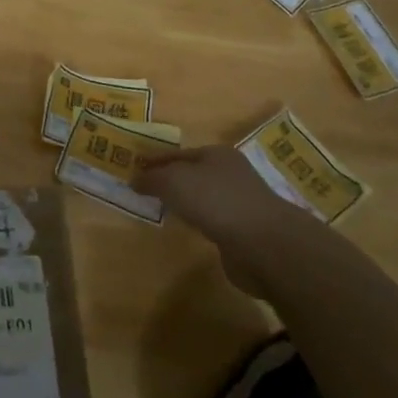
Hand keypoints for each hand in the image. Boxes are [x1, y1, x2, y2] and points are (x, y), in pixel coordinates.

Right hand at [139, 144, 334, 298]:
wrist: (265, 244)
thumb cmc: (216, 200)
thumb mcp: (173, 181)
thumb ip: (151, 179)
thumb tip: (134, 180)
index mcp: (216, 154)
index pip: (177, 153)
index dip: (154, 161)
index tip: (132, 171)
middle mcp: (230, 173)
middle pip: (191, 173)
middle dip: (169, 181)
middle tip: (144, 192)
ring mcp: (240, 202)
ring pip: (203, 197)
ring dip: (185, 203)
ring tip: (162, 211)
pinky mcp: (245, 230)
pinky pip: (213, 220)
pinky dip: (199, 222)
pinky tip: (189, 229)